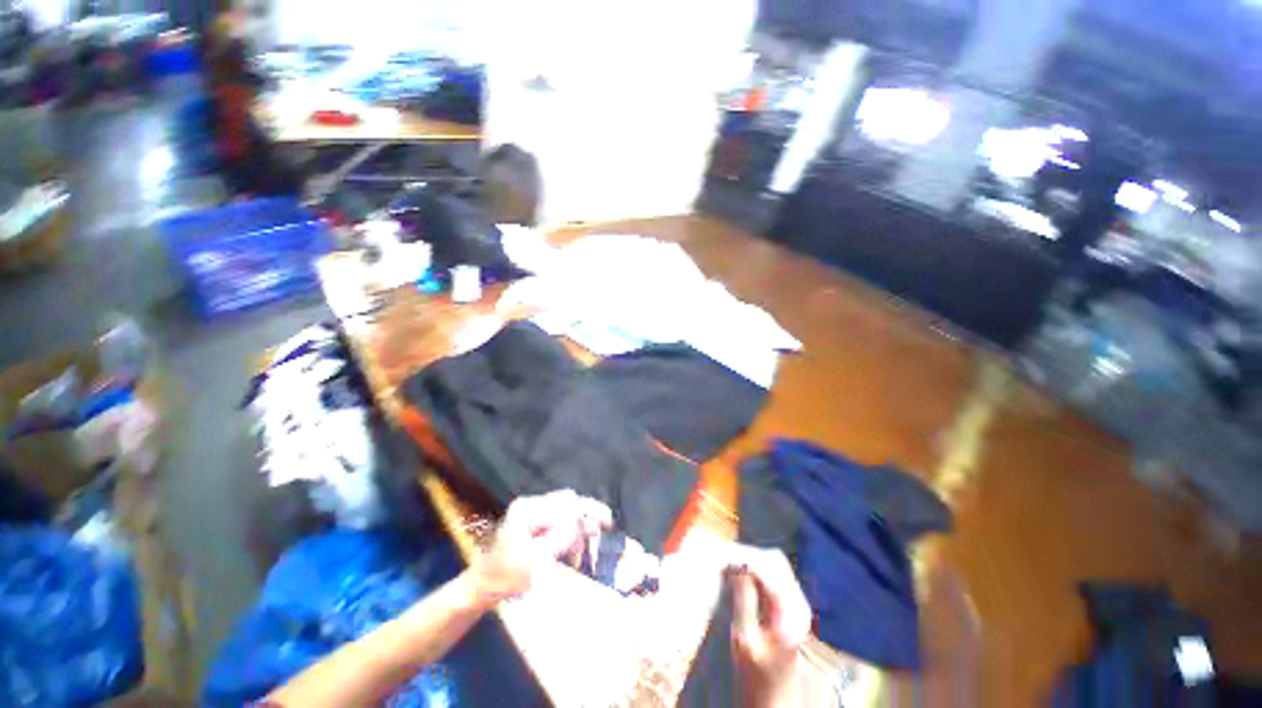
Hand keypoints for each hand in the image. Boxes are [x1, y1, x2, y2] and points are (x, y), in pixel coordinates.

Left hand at [471, 490, 612, 603]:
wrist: (481, 586)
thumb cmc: (505, 577)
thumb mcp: (534, 562)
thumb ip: (558, 539)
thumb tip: (578, 523)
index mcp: (528, 510)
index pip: (566, 504)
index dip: (587, 512)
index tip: (607, 523)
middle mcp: (531, 503)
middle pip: (568, 501)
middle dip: (586, 515)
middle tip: (604, 528)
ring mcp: (531, 509)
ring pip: (566, 509)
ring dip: (578, 525)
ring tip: (583, 548)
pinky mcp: (533, 519)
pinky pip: (559, 516)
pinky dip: (569, 529)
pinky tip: (572, 547)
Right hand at [728, 547, 810, 707]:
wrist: (775, 697)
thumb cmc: (757, 674)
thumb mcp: (745, 638)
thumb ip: (744, 599)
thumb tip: (737, 564)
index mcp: (791, 610)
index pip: (769, 567)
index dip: (743, 555)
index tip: (720, 553)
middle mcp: (798, 600)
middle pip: (774, 560)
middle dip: (746, 552)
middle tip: (721, 554)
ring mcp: (796, 601)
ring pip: (774, 563)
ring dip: (750, 557)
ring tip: (726, 560)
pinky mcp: (789, 602)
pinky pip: (773, 573)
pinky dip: (754, 566)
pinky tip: (738, 571)